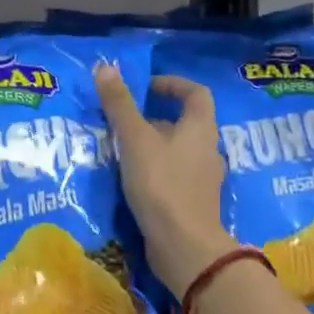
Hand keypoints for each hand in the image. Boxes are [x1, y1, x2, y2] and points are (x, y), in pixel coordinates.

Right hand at [94, 64, 237, 296]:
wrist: (184, 246)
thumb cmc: (162, 185)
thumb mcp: (135, 140)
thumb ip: (120, 105)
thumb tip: (105, 67)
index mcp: (201, 129)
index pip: (196, 93)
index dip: (172, 84)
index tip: (145, 87)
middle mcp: (208, 151)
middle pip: (184, 124)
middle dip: (154, 119)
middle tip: (122, 122)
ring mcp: (202, 181)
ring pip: (177, 153)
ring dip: (151, 148)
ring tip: (120, 152)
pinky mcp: (192, 204)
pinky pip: (173, 177)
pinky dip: (153, 173)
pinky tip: (130, 182)